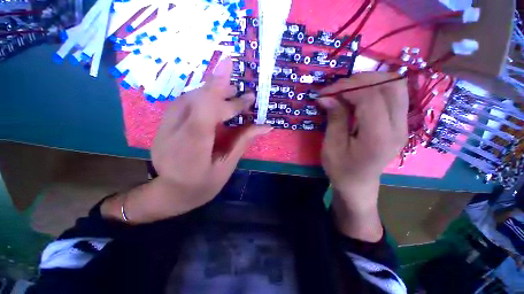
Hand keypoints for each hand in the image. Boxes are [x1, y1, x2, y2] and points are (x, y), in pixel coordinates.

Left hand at [102, 58, 270, 222]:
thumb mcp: (227, 166)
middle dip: (220, 91)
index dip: (222, 95)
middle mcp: (173, 133)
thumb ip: (243, 142)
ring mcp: (164, 127)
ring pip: (189, 98)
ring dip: (211, 91)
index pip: (205, 113)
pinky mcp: (163, 125)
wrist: (171, 193)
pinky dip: (201, 97)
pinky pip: (184, 103)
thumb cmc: (203, 185)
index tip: (239, 83)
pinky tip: (213, 101)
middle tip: (241, 93)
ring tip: (230, 93)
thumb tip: (265, 126)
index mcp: (192, 149)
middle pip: (197, 100)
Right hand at [318, 72, 407, 240]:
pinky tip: (359, 96)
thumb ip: (334, 119)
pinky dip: (376, 88)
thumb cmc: (341, 170)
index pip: (371, 97)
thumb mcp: (331, 146)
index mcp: (379, 137)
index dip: (347, 88)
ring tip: (348, 89)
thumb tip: (327, 96)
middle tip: (338, 88)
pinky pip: (394, 95)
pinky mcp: (400, 124)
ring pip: (397, 86)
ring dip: (370, 81)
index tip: (326, 92)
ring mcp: (403, 125)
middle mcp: (398, 128)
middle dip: (361, 79)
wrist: (358, 185)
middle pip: (391, 85)